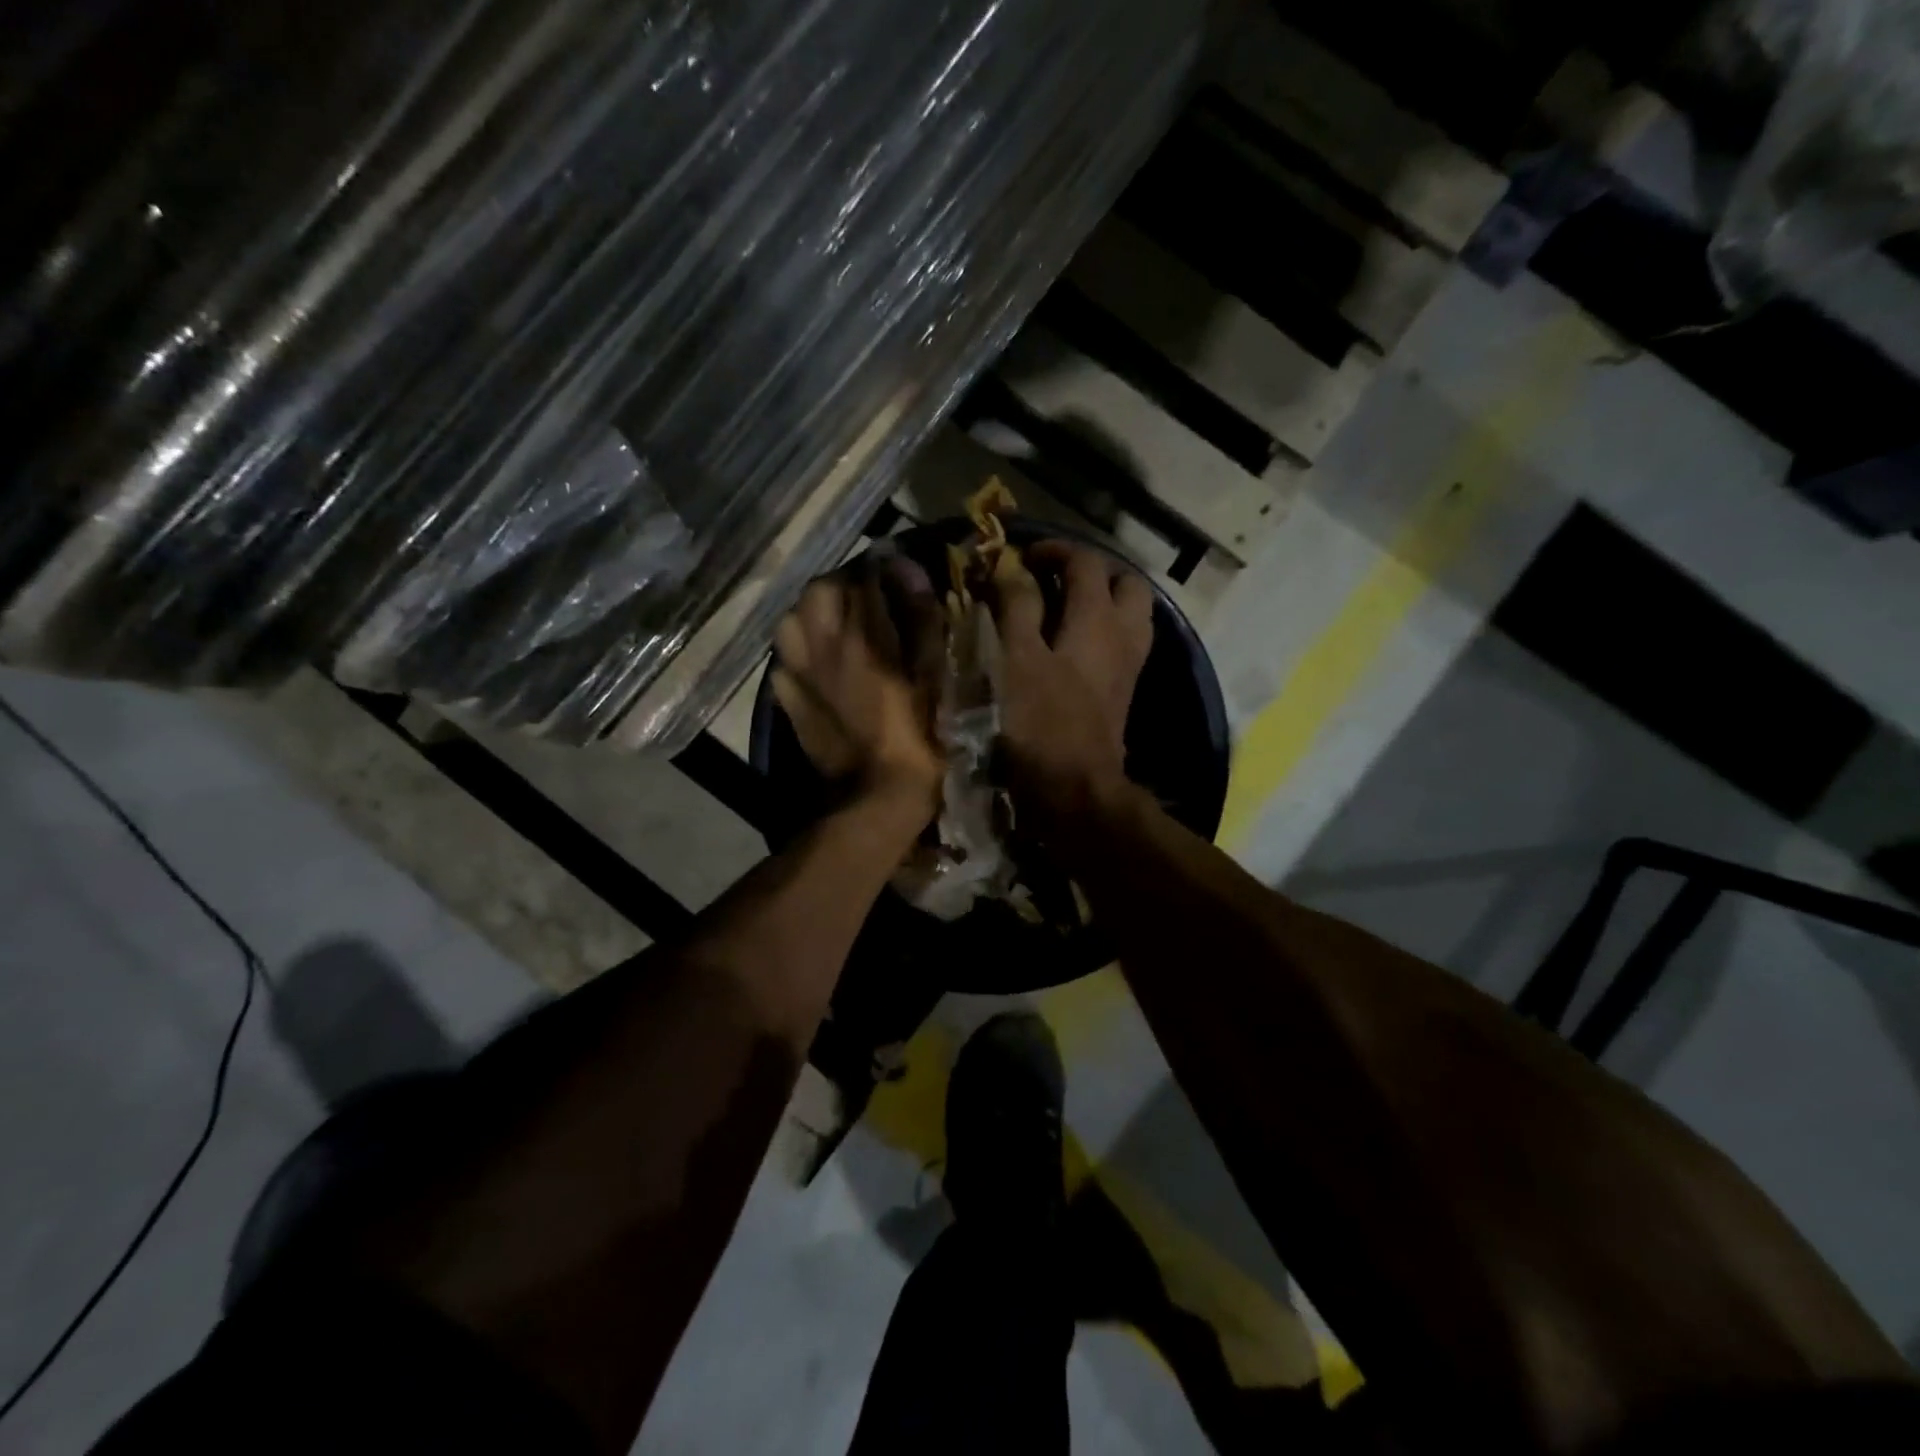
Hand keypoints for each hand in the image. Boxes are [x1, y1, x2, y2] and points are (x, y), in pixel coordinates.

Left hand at [772, 556, 944, 820]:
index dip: (883, 567)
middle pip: (819, 591)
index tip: (897, 571)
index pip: (865, 577)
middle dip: (843, 585)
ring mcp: (799, 674)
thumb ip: (921, 619)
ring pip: (791, 621)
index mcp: (862, 636)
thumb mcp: (934, 676)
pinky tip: (817, 665)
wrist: (876, 796)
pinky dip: (798, 652)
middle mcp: (822, 646)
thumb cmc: (919, 736)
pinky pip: (783, 661)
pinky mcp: (788, 701)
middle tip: (866, 597)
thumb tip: (905, 569)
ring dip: (812, 614)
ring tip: (835, 626)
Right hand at [988, 540, 1152, 831]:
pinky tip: (1069, 644)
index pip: (1085, 561)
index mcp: (1097, 619)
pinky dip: (1102, 629)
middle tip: (1052, 579)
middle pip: (1125, 582)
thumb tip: (1012, 568)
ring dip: (1101, 600)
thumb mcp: (1016, 660)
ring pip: (1131, 613)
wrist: (1075, 789)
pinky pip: (1123, 642)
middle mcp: (1123, 635)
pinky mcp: (1123, 691)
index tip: (1021, 557)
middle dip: (1091, 570)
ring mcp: (1129, 665)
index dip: (1053, 549)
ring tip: (1062, 608)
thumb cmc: (1040, 723)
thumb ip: (1016, 608)